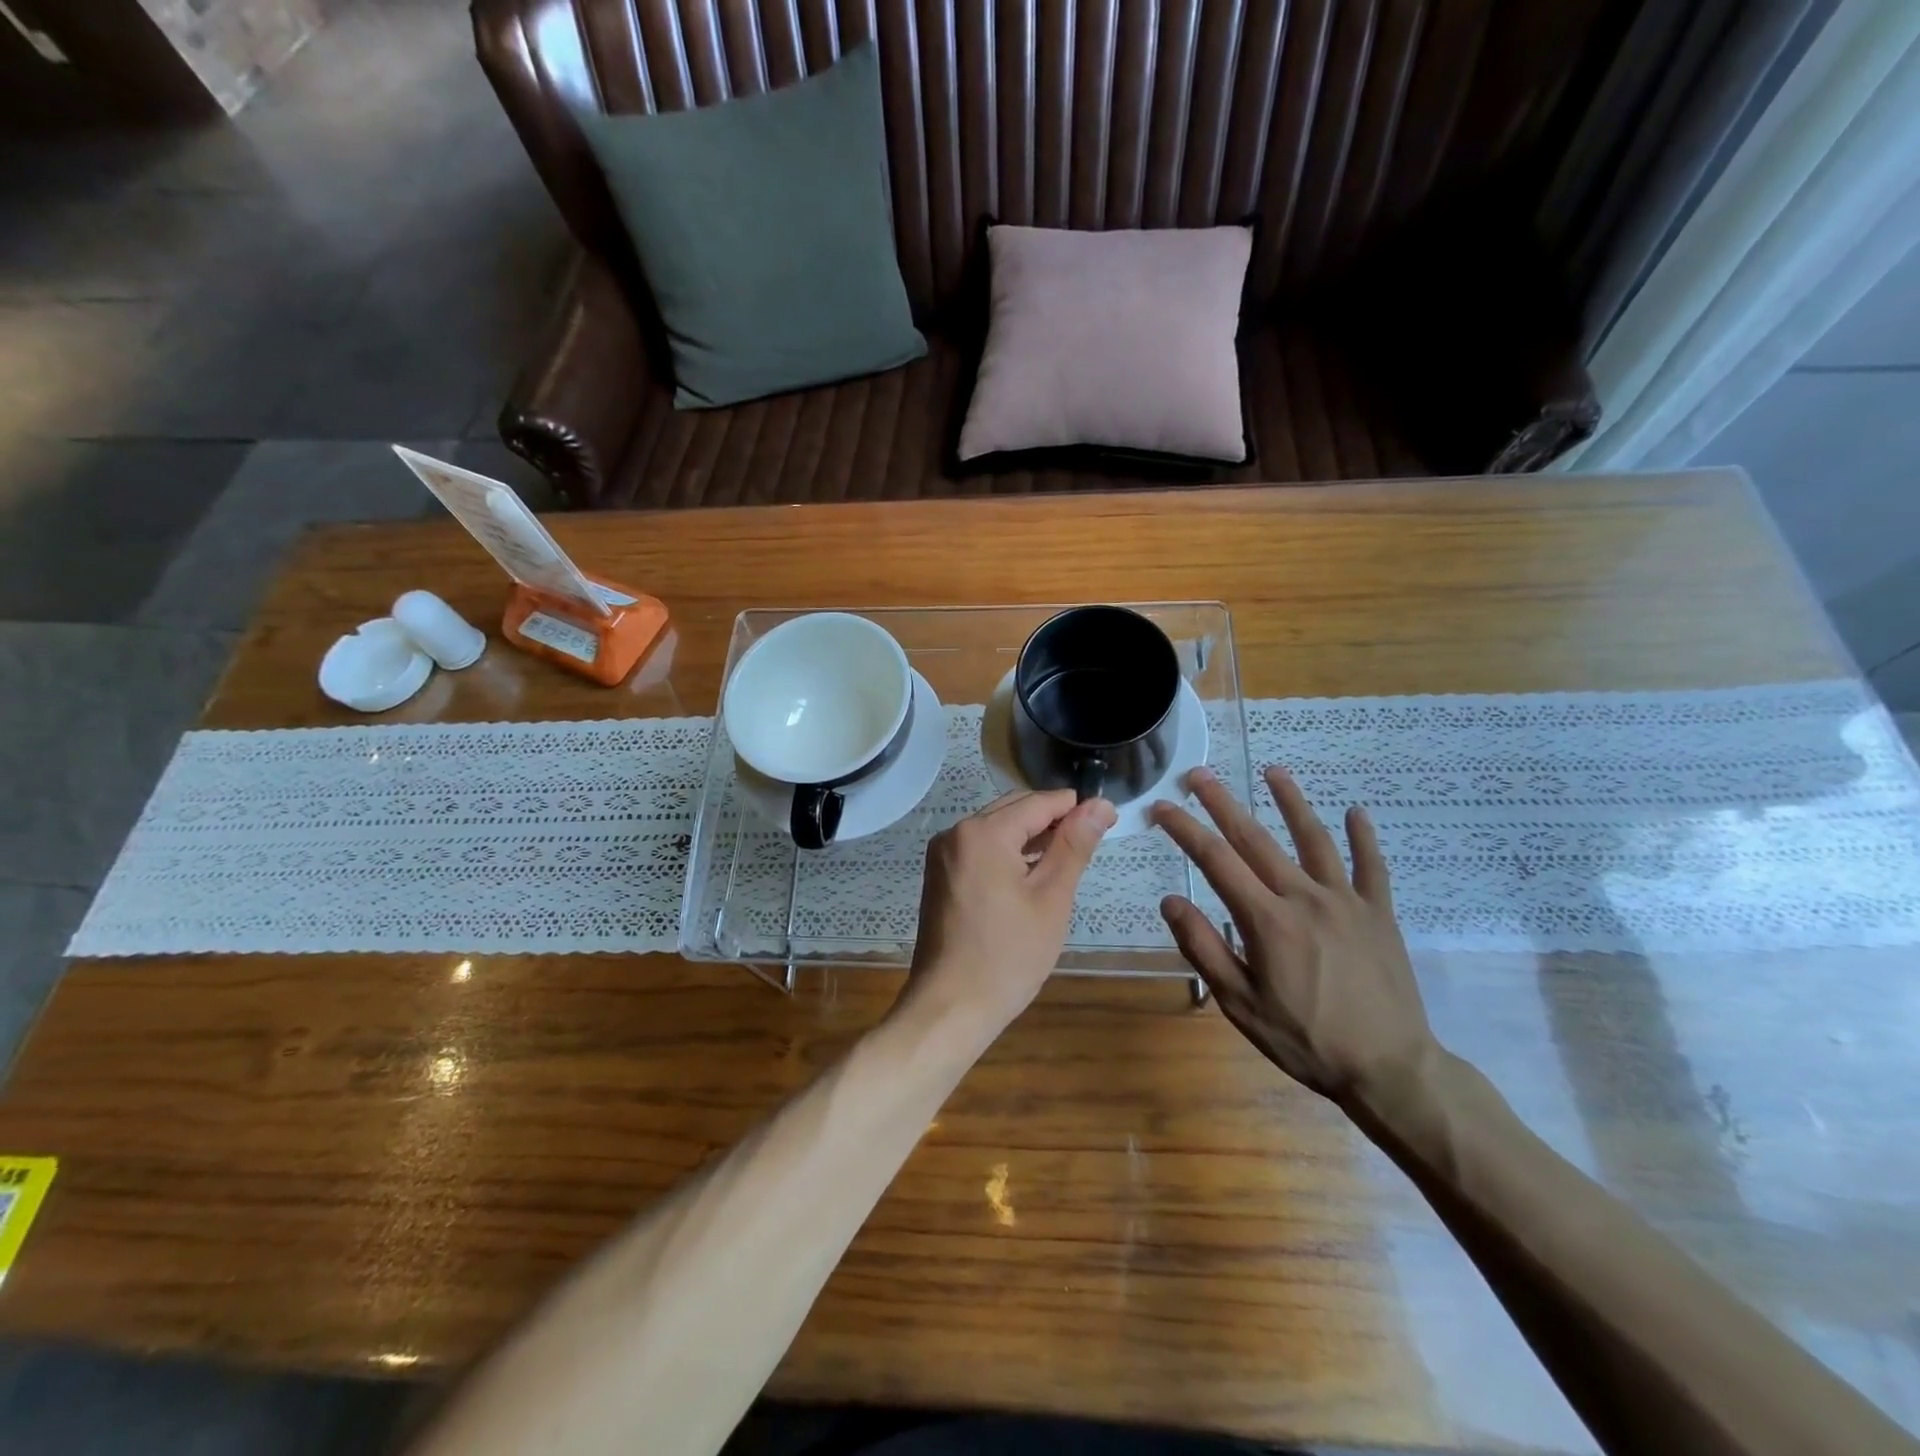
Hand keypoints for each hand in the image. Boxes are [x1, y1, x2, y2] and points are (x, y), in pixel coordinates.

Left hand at [906, 789, 1116, 1035]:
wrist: (950, 1006)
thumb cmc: (1008, 956)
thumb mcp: (1051, 898)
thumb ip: (1074, 845)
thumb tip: (1100, 804)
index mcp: (983, 832)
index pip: (1038, 802)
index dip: (1075, 807)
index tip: (1107, 820)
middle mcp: (956, 832)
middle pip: (1014, 810)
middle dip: (1052, 821)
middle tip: (1089, 846)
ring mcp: (943, 853)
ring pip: (996, 828)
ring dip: (1029, 837)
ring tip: (1065, 861)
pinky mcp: (939, 874)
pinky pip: (980, 848)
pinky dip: (1007, 853)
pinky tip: (1030, 875)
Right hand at [1150, 766, 1439, 1107]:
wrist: (1390, 1070)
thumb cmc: (1306, 1041)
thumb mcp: (1240, 1004)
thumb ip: (1204, 948)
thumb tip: (1171, 902)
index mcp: (1266, 921)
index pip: (1215, 862)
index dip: (1185, 830)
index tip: (1162, 807)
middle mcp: (1304, 898)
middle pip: (1256, 839)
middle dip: (1223, 803)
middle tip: (1199, 774)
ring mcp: (1346, 902)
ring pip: (1314, 839)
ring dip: (1292, 802)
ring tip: (1274, 771)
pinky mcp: (1379, 914)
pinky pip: (1372, 867)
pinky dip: (1364, 837)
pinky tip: (1356, 811)